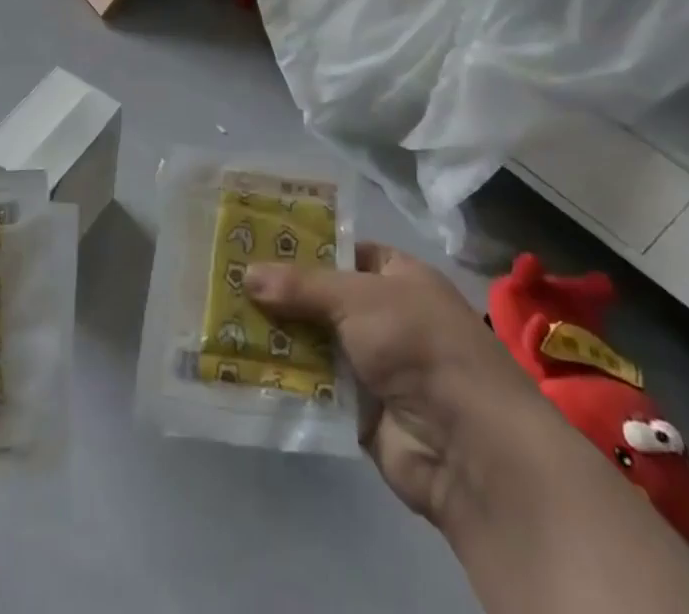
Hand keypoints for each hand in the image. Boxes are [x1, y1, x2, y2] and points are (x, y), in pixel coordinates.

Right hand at [244, 244, 537, 527]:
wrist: (468, 446)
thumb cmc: (419, 344)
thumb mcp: (358, 298)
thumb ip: (302, 286)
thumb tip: (248, 273)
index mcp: (397, 276)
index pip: (342, 251)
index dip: (302, 246)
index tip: (254, 242)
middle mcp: (385, 316)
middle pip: (321, 299)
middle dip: (279, 295)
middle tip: (224, 282)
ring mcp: (374, 366)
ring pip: (314, 343)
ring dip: (276, 338)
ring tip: (220, 322)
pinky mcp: (360, 412)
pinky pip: (315, 389)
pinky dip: (286, 380)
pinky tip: (240, 369)